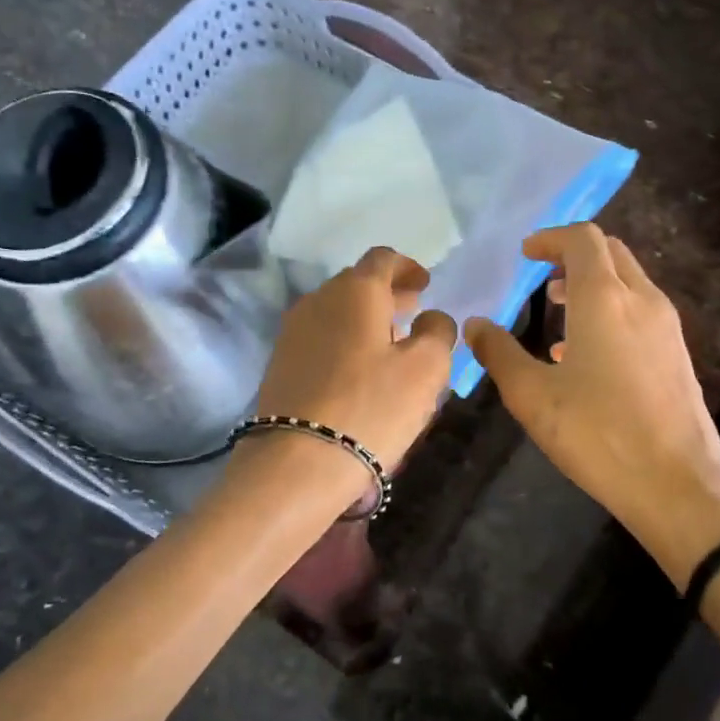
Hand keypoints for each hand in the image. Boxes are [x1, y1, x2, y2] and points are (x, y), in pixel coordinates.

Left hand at [249, 246, 456, 471]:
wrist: (297, 462)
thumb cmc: (371, 407)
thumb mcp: (426, 369)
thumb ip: (438, 332)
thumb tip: (432, 317)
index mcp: (355, 290)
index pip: (383, 259)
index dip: (407, 267)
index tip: (425, 284)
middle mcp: (318, 300)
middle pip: (357, 283)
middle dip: (388, 294)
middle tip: (413, 311)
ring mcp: (293, 331)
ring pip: (337, 311)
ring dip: (366, 319)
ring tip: (390, 342)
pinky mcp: (281, 363)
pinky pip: (321, 337)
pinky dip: (345, 340)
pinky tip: (360, 369)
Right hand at [466, 224, 719, 586]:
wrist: (677, 484)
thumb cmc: (598, 434)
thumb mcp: (532, 396)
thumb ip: (498, 353)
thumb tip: (475, 324)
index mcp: (604, 299)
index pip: (582, 239)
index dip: (551, 238)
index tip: (525, 254)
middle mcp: (642, 300)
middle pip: (610, 252)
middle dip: (573, 255)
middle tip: (541, 277)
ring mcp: (667, 327)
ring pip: (629, 281)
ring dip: (593, 283)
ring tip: (559, 311)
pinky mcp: (678, 354)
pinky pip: (641, 310)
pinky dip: (612, 309)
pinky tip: (587, 354)